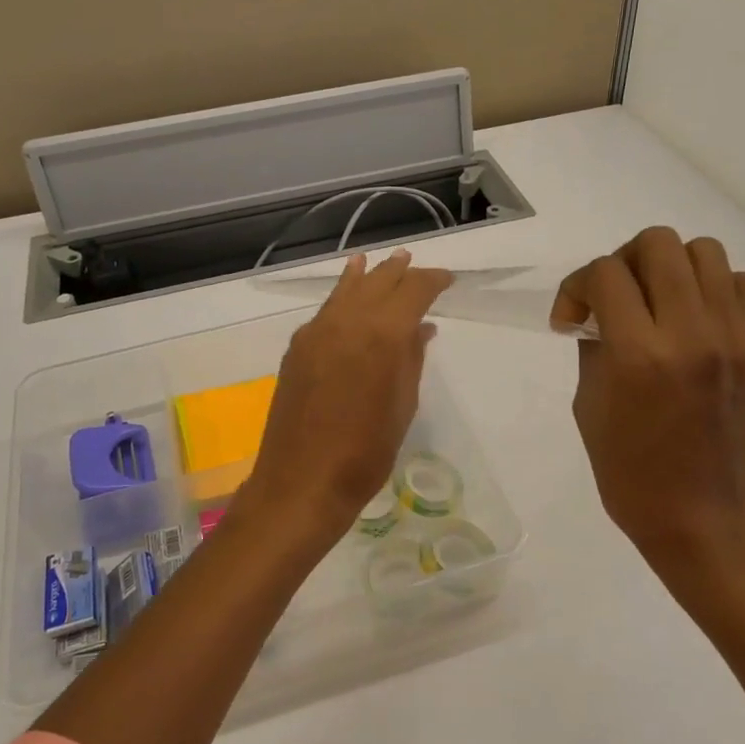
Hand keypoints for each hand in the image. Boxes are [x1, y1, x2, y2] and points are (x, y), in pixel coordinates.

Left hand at [237, 250, 451, 547]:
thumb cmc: (365, 453)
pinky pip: (326, 311)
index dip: (432, 281)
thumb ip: (411, 359)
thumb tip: (421, 328)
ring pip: (346, 290)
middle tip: (414, 263)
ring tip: (379, 261)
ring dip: (366, 276)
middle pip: (377, 283)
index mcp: (381, 335)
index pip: (412, 291)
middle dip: (399, 272)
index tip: (447, 281)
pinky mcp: (297, 348)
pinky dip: (341, 296)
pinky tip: (347, 293)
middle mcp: (347, 322)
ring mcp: (316, 332)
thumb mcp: (402, 406)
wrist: (302, 482)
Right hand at [551, 227, 744, 604]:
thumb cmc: (628, 470)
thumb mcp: (588, 402)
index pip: (605, 274)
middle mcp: (690, 334)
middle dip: (623, 262)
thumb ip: (594, 342)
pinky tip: (693, 319)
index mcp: (638, 354)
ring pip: (704, 251)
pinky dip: (712, 288)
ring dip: (670, 267)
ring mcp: (733, 339)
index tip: (572, 319)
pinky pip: (740, 284)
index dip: (577, 286)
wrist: (699, 517)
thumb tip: (598, 309)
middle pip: (658, 244)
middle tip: (614, 299)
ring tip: (657, 303)